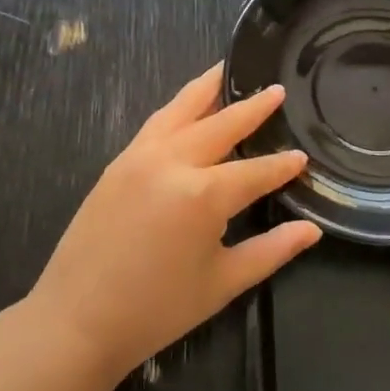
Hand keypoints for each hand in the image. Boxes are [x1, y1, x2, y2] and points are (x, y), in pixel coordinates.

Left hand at [27, 64, 320, 381]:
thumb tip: (312, 230)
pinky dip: (177, 107)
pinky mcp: (118, 162)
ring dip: (208, 89)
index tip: (302, 156)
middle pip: (220, 124)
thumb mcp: (222, 283)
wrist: (77, 320)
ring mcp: (139, 156)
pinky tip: (187, 107)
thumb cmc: (157, 310)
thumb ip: (271, 250)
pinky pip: (155, 123)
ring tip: (228, 70)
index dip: (282, 166)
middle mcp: (172, 162)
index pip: (255, 171)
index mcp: (203, 194)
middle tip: (276, 90)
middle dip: (252, 107)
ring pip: (180, 109)